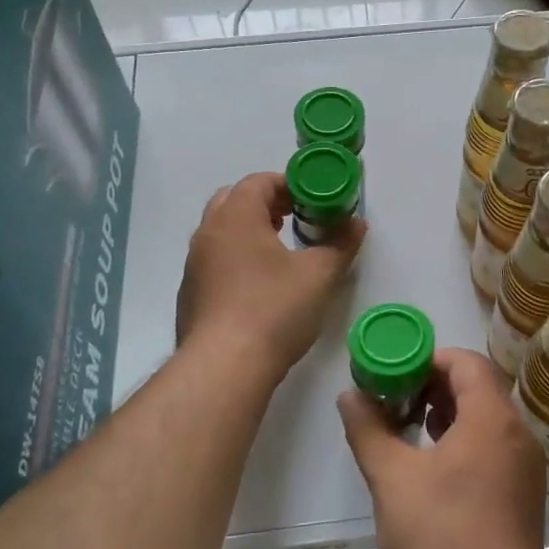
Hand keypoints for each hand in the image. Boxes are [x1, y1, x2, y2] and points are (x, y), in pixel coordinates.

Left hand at [175, 171, 363, 376]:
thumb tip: (357, 223)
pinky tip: (259, 286)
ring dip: (249, 231)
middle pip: (234, 200)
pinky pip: (214, 261)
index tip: (312, 199)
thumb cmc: (274, 309)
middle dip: (266, 204)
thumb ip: (340, 244)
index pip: (258, 181)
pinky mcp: (190, 294)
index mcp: (236, 216)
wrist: (224, 367)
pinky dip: (236, 259)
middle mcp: (208, 233)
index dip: (288, 184)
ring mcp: (194, 265)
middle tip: (295, 218)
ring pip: (221, 232)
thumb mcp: (319, 275)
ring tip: (280, 251)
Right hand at [338, 348, 546, 548]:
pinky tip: (437, 466)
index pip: (466, 363)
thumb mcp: (392, 478)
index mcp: (492, 418)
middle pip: (479, 387)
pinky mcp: (526, 493)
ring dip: (451, 414)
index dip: (429, 359)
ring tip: (413, 430)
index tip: (396, 374)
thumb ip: (368, 429)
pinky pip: (497, 446)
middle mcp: (518, 433)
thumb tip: (350, 395)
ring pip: (488, 418)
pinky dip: (468, 440)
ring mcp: (527, 465)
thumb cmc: (440, 536)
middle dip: (436, 386)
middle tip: (398, 400)